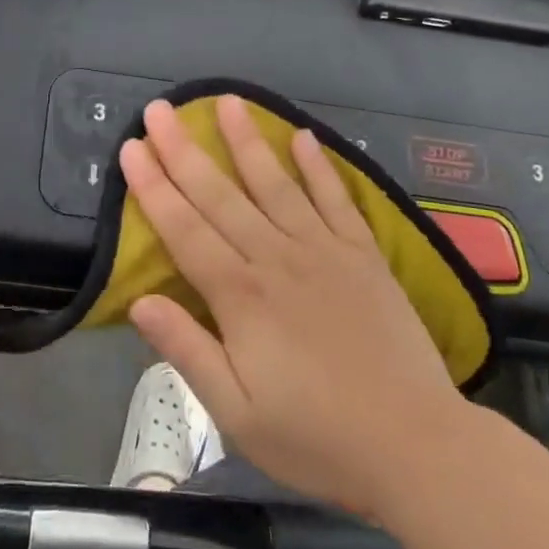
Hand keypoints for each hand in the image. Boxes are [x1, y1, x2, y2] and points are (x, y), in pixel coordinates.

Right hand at [121, 95, 468, 515]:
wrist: (417, 447)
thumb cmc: (316, 438)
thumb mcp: (236, 413)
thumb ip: (187, 351)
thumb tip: (139, 300)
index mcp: (241, 297)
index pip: (184, 230)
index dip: (153, 188)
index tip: (131, 147)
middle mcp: (277, 259)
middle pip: (221, 196)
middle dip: (184, 150)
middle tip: (159, 108)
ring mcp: (325, 252)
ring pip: (276, 184)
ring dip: (247, 141)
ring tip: (227, 101)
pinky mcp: (364, 256)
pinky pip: (337, 200)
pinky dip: (319, 167)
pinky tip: (303, 136)